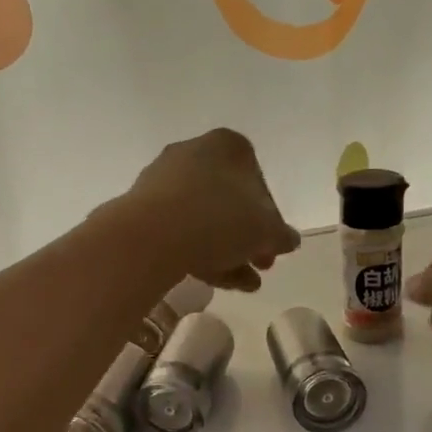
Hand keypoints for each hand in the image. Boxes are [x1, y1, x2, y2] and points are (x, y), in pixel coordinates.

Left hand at [124, 129, 301, 291]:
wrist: (152, 235)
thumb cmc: (219, 220)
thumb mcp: (266, 230)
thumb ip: (281, 235)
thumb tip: (289, 239)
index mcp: (229, 146)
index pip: (259, 183)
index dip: (271, 220)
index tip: (273, 248)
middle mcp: (194, 153)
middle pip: (230, 203)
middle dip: (247, 240)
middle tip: (260, 267)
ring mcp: (164, 180)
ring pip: (205, 220)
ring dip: (228, 253)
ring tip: (243, 285)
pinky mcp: (142, 208)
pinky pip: (179, 230)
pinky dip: (200, 252)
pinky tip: (214, 281)